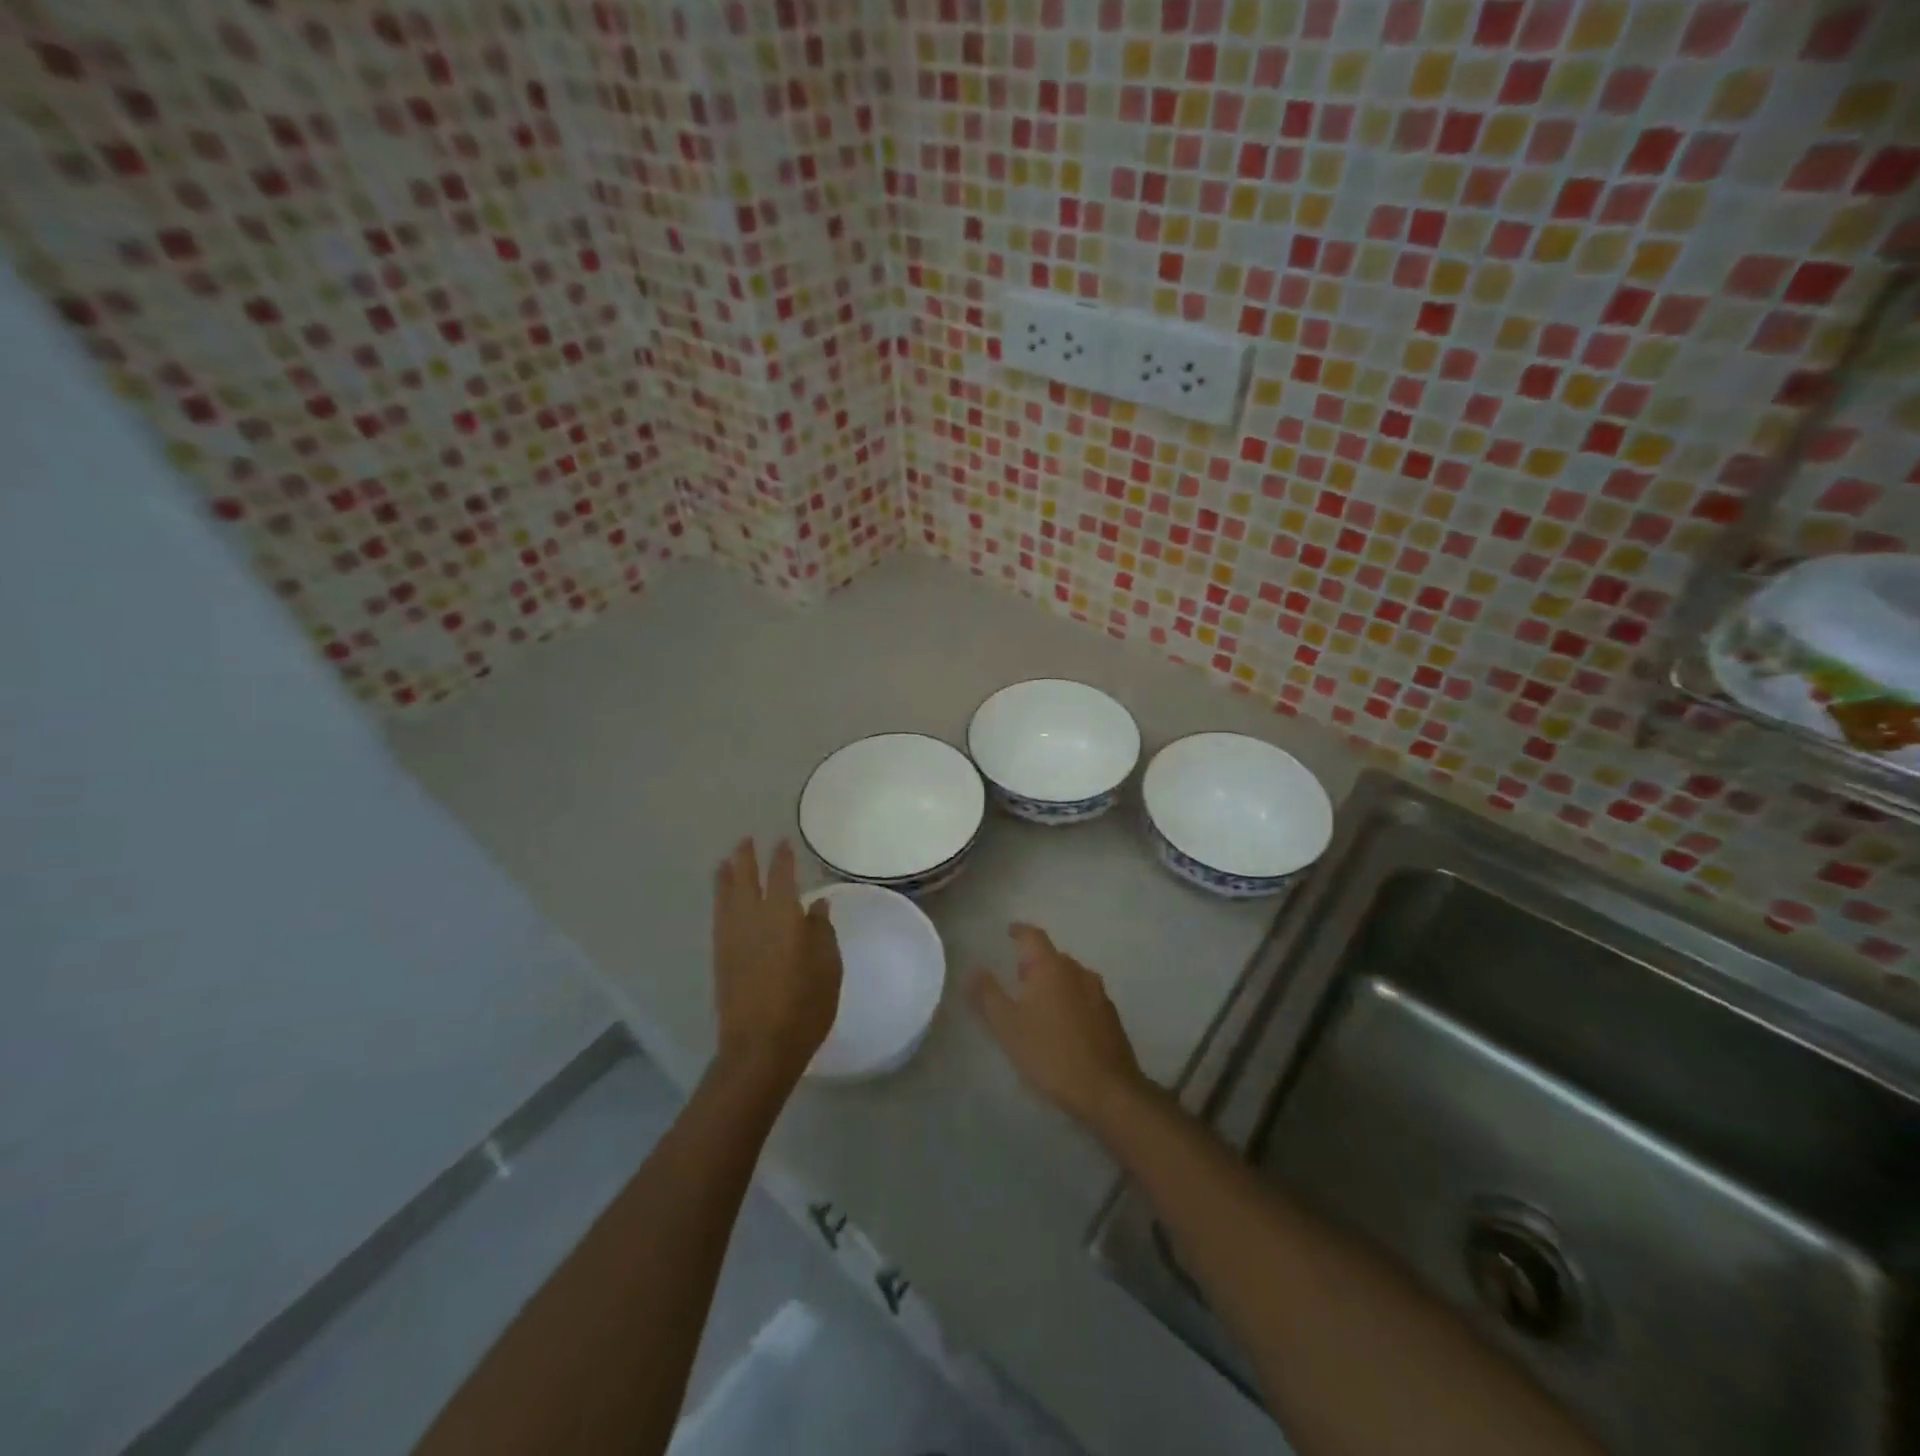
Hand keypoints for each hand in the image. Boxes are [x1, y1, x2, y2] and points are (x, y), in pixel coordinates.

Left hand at [711, 839, 842, 1088]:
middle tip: (746, 840)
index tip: (782, 841)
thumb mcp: (828, 966)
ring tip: (726, 862)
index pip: (782, 875)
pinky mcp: (720, 957)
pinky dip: (719, 899)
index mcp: (783, 915)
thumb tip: (816, 906)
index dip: (782, 856)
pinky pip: (719, 915)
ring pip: (726, 895)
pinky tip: (722, 899)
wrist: (759, 1047)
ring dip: (727, 875)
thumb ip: (822, 931)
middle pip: (746, 878)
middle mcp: (753, 918)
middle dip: (746, 857)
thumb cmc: (804, 1005)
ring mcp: (732, 937)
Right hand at [967, 923, 1150, 1132]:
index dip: (1019, 931)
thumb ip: (987, 994)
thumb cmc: (1050, 1053)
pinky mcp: (1111, 1016)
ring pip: (1070, 977)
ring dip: (1053, 982)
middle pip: (1053, 956)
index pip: (1033, 936)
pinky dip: (1069, 1000)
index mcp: (1051, 967)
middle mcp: (1078, 971)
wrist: (1108, 1091)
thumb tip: (973, 968)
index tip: (1008, 931)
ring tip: (1038, 1002)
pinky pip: (1084, 996)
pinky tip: (1062, 1024)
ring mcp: (1099, 993)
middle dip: (1034, 961)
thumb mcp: (1008, 1026)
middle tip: (1017, 976)